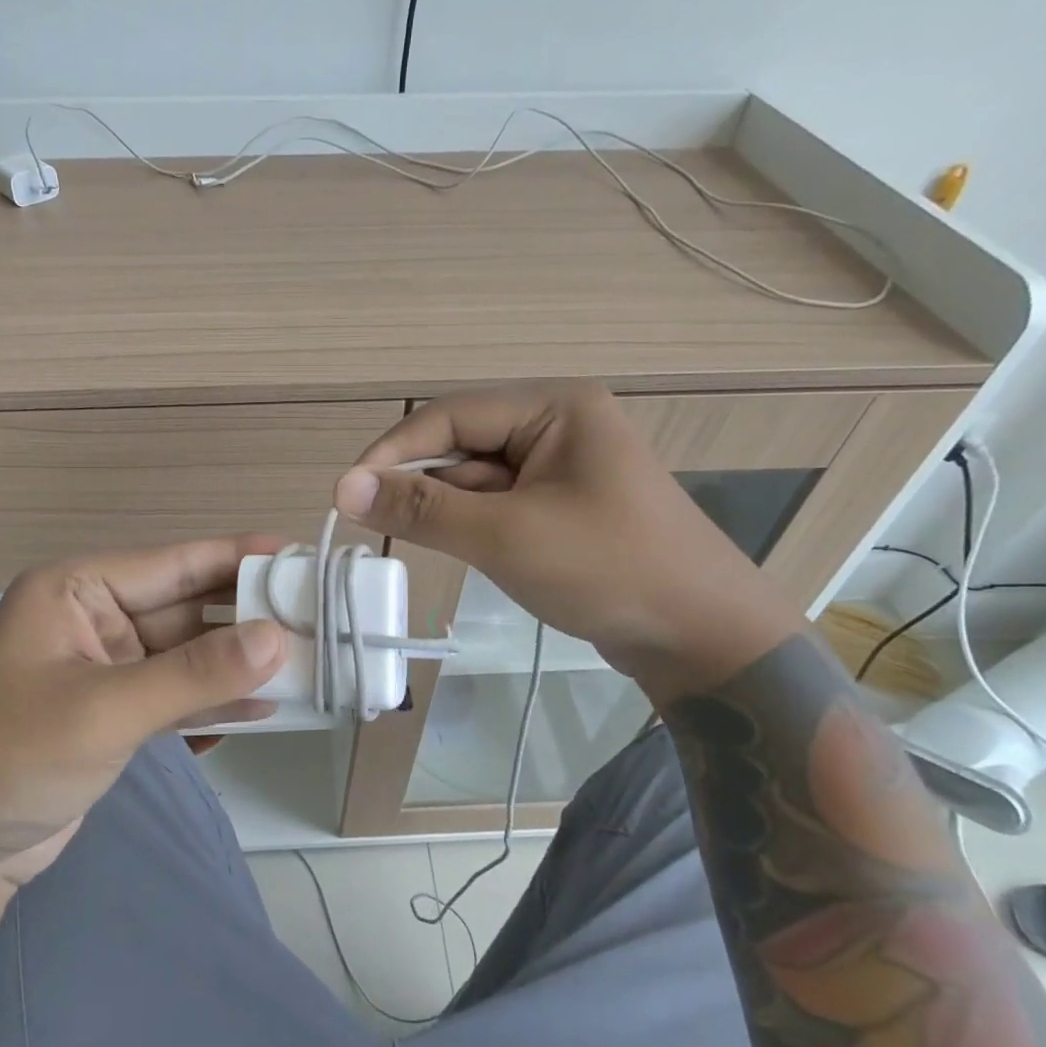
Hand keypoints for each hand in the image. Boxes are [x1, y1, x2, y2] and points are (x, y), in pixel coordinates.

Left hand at [0, 537, 287, 909]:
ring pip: (186, 655)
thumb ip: (194, 674)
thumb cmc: (10, 759)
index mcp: (76, 590)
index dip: (239, 558)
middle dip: (248, 618)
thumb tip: (279, 639)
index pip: (174, 563)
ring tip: (308, 664)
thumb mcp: (105, 710)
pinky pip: (175, 694)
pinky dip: (213, 701)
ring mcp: (105, 669)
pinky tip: (266, 708)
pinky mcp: (112, 715)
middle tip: (322, 620)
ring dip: (237, 663)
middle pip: (186, 608)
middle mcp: (93, 619)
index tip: (302, 558)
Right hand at [334, 381, 804, 696]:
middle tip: (377, 526)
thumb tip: (341, 487)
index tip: (345, 494)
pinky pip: (499, 505)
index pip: (449, 416)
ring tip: (436, 548)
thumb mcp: (504, 536)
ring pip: (477, 479)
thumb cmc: (607, 570)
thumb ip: (421, 508)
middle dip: (422, 485)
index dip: (392, 452)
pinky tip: (473, 554)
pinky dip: (474, 526)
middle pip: (461, 445)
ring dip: (449, 510)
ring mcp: (562, 468)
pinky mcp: (562, 507)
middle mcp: (557, 425)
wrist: (704, 639)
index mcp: (554, 407)